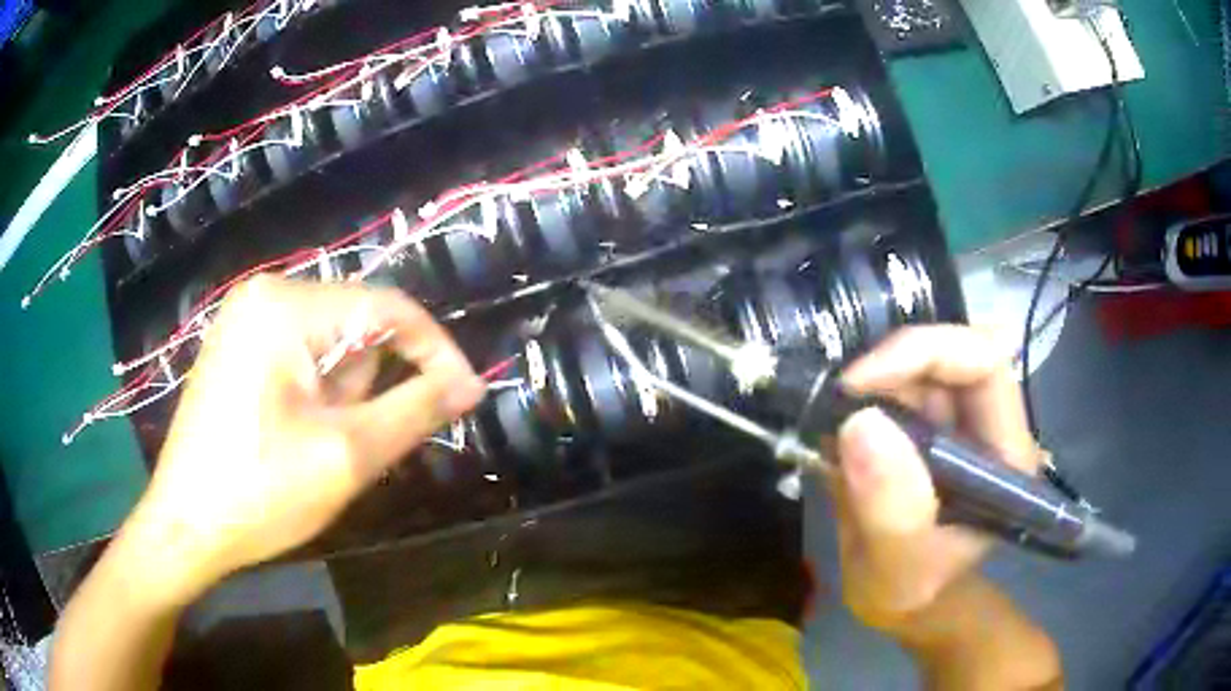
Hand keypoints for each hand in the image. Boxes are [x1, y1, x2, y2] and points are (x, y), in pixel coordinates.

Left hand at [124, 276, 484, 603]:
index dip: (436, 351)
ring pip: (329, 344)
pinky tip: (293, 435)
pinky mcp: (237, 345)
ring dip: (340, 395)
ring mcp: (245, 318)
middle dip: (367, 387)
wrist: (185, 526)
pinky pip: (300, 354)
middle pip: (355, 326)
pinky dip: (316, 394)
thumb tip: (469, 385)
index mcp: (286, 306)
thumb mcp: (347, 456)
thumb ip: (415, 410)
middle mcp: (264, 294)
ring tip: (313, 445)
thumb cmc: (260, 493)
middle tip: (347, 446)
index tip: (466, 397)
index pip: (388, 308)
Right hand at [830, 326, 1040, 634]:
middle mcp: (987, 424)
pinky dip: (859, 402)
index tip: (860, 383)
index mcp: (1005, 454)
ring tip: (835, 440)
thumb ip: (891, 512)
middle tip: (837, 405)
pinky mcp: (926, 424)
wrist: (904, 601)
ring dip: (869, 389)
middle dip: (889, 370)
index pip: (984, 364)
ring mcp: (956, 421)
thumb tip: (860, 422)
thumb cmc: (912, 593)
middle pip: (949, 354)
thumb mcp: (899, 571)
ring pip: (916, 366)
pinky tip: (839, 442)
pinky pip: (893, 388)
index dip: (926, 353)